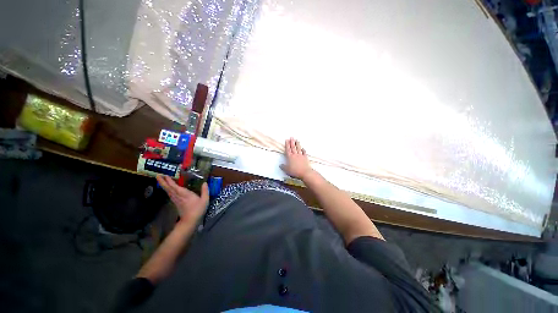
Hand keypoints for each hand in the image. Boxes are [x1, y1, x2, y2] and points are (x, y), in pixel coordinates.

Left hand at [156, 175, 208, 224]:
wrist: (190, 221)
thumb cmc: (198, 210)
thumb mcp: (205, 200)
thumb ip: (205, 191)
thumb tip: (205, 183)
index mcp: (185, 194)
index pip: (175, 187)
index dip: (170, 181)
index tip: (165, 175)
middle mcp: (178, 196)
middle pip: (169, 188)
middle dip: (163, 182)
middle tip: (158, 175)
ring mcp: (176, 200)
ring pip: (168, 191)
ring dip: (164, 185)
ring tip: (161, 179)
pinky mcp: (176, 202)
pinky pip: (170, 194)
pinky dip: (167, 189)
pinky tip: (167, 188)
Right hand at [280, 137, 314, 179]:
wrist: (304, 172)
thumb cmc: (295, 171)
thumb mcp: (287, 170)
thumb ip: (283, 167)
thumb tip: (280, 165)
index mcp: (290, 157)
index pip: (288, 149)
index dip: (287, 144)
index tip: (287, 140)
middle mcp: (295, 155)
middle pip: (293, 147)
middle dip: (292, 142)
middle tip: (291, 137)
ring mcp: (300, 156)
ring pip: (298, 148)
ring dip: (297, 144)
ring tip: (297, 140)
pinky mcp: (305, 158)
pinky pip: (304, 152)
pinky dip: (303, 150)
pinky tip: (303, 148)